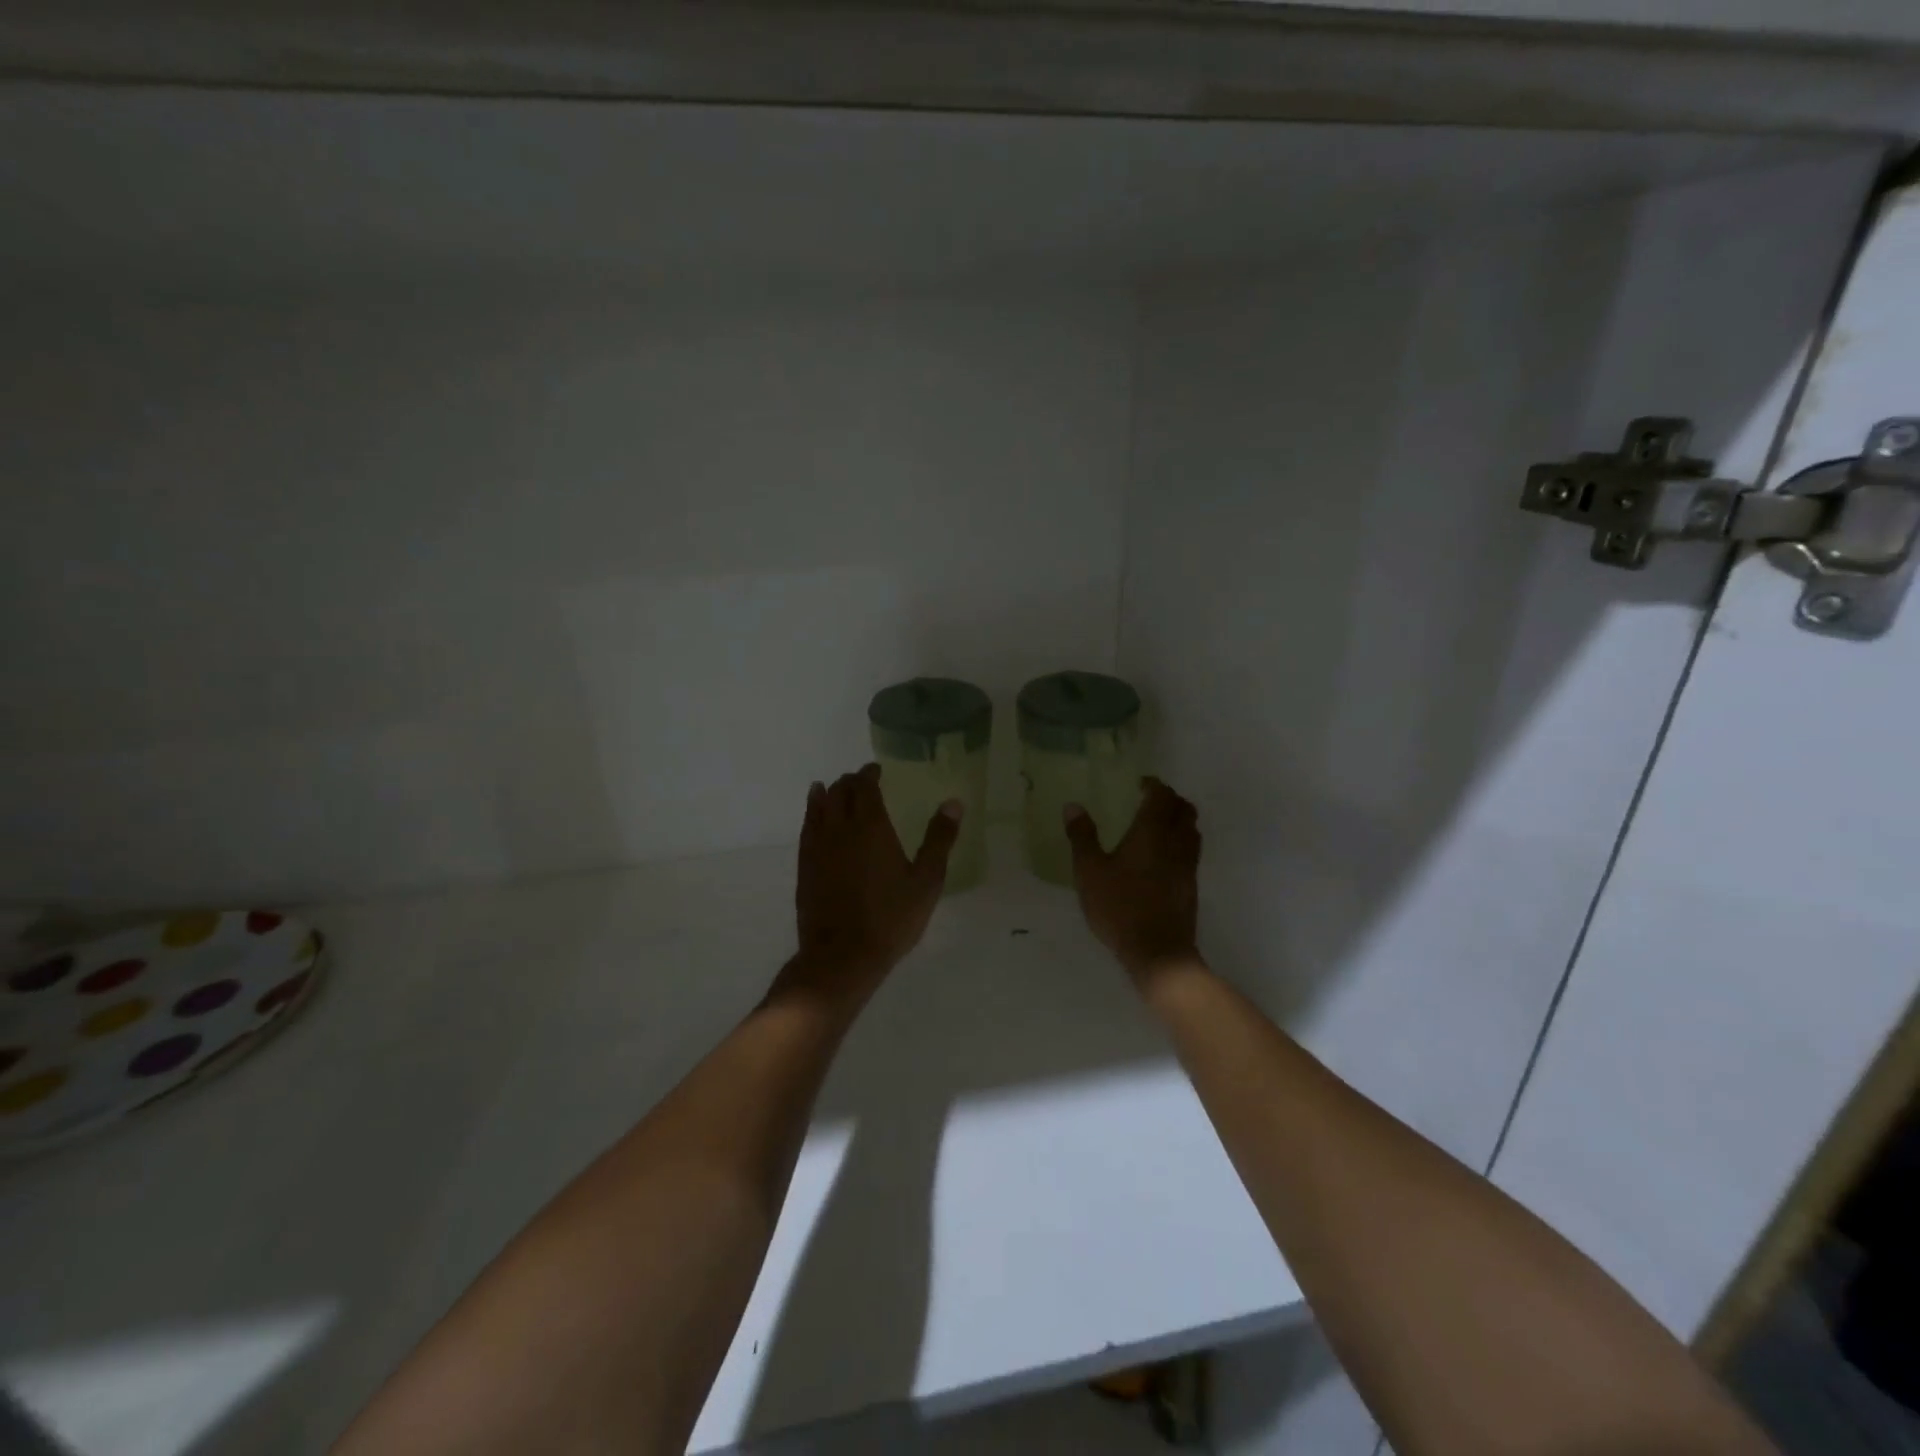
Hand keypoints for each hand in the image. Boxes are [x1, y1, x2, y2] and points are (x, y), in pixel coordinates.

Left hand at [779, 763, 961, 1011]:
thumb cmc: (891, 918)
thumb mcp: (926, 881)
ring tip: (832, 790)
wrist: (842, 955)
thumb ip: (939, 839)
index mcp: (871, 826)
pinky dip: (812, 814)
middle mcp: (840, 828)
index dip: (870, 774)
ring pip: (818, 806)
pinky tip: (816, 819)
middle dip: (850, 782)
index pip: (865, 786)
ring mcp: (817, 847)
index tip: (877, 770)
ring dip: (828, 793)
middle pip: (839, 792)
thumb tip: (953, 803)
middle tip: (861, 782)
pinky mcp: (804, 866)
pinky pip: (806, 828)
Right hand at [1066, 777, 1201, 985]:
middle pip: (1184, 809)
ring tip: (1158, 826)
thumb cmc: (1120, 906)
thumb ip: (1082, 837)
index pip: (1162, 796)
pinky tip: (1162, 857)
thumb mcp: (1090, 871)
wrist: (1158, 951)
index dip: (1153, 786)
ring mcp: (1188, 865)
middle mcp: (1176, 842)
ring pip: (1192, 830)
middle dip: (1170, 799)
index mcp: (1152, 831)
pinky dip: (1181, 842)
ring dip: (1179, 820)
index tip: (1139, 785)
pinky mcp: (1191, 885)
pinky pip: (1191, 852)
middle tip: (1149, 801)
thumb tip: (1073, 806)